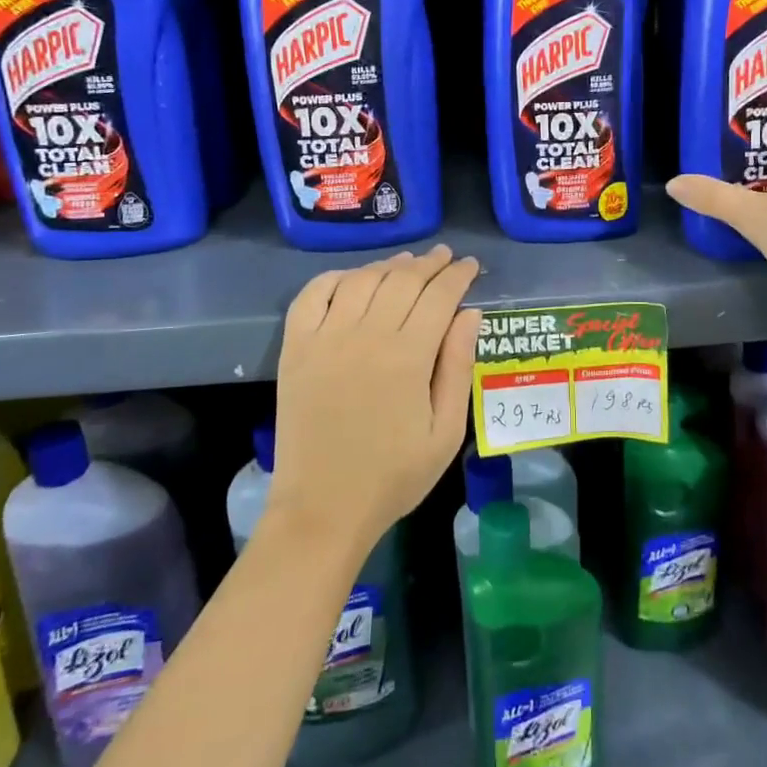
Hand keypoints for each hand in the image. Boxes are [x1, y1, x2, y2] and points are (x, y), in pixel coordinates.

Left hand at [267, 245, 481, 555]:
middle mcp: (366, 335)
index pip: (439, 296)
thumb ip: (458, 367)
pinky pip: (312, 295)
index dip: (457, 275)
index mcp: (408, 357)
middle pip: (403, 280)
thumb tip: (470, 314)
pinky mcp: (296, 348)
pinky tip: (353, 279)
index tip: (470, 266)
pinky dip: (335, 277)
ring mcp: (326, 338)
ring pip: (362, 280)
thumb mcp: (445, 432)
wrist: (323, 508)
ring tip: (407, 263)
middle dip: (429, 264)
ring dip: (388, 265)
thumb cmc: (394, 476)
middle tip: (445, 257)